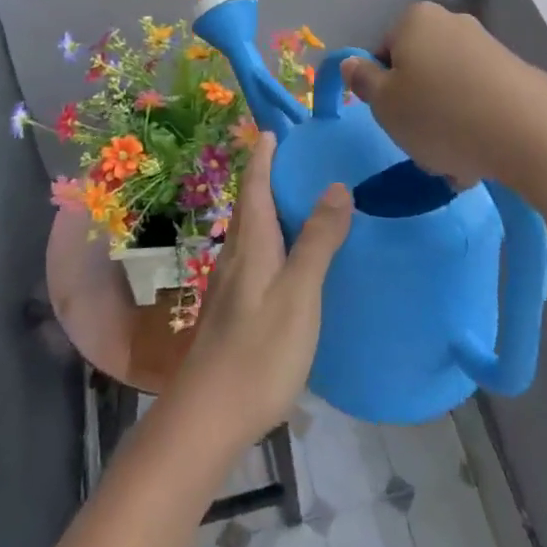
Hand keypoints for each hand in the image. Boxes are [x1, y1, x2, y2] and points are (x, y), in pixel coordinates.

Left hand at [165, 133, 352, 457]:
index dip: (264, 155)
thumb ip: (317, 241)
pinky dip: (275, 240)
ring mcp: (232, 284)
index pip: (255, 184)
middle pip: (251, 204)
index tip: (274, 129)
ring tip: (303, 200)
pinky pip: (257, 256)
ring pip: (253, 232)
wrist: (208, 417)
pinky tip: (292, 258)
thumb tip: (337, 185)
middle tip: (301, 158)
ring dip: (272, 208)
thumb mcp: (299, 294)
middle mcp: (236, 255)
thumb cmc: (258, 351)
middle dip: (269, 176)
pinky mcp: (235, 309)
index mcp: (251, 243)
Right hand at [342, 1, 546, 188]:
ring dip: (446, 124)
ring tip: (455, 162)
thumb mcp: (384, 104)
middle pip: (419, 71)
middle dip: (417, 108)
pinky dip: (475, 127)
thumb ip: (363, 81)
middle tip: (421, 144)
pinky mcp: (516, 74)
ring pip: (450, 91)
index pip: (383, 52)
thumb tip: (352, 63)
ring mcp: (488, 47)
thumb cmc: (439, 114)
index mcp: (415, 20)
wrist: (528, 132)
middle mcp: (452, 23)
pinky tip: (480, 159)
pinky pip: (480, 103)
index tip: (392, 119)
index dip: (382, 89)